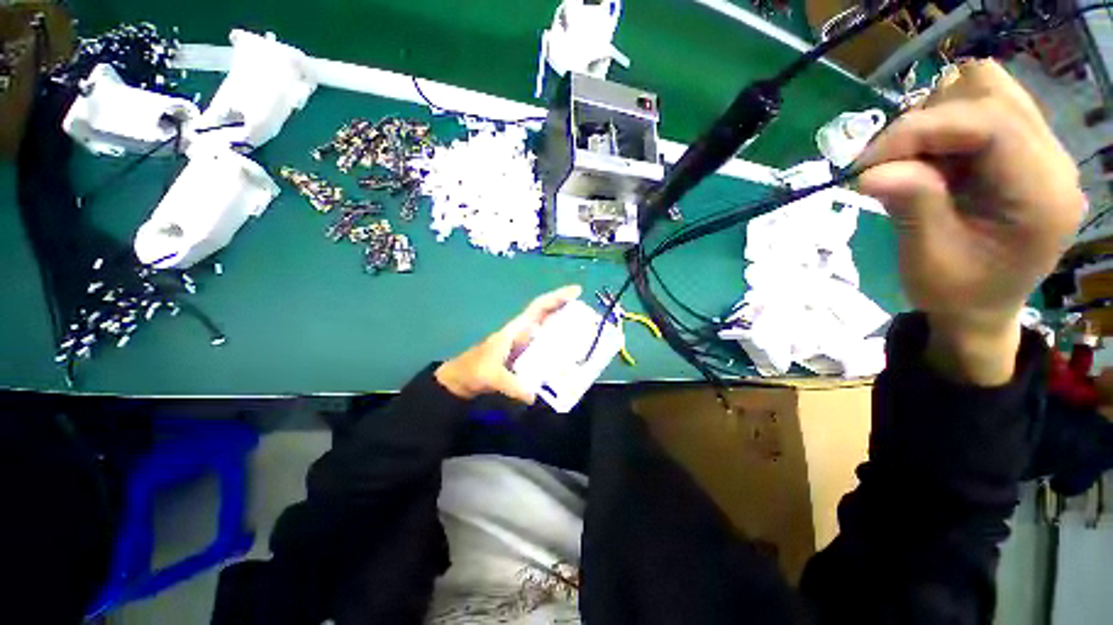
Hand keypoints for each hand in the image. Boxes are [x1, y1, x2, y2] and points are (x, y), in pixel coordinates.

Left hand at [435, 285, 582, 402]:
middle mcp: (524, 333)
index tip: (576, 291)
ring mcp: (525, 345)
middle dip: (568, 312)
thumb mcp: (492, 376)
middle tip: (590, 318)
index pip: (539, 307)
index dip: (557, 297)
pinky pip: (546, 347)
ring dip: (566, 330)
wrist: (461, 381)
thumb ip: (512, 385)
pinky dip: (559, 348)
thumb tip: (534, 396)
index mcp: (516, 329)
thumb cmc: (473, 371)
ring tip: (587, 336)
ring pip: (549, 331)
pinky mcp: (525, 356)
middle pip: (549, 316)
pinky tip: (570, 358)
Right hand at [858, 60, 1084, 383]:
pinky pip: (981, 107)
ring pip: (984, 89)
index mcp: (1041, 193)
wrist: (982, 310)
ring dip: (936, 119)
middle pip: (990, 89)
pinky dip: (944, 126)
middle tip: (894, 163)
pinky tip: (933, 162)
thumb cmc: (956, 294)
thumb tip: (867, 171)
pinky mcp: (1023, 149)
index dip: (921, 128)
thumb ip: (910, 204)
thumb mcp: (927, 259)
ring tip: (916, 164)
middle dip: (930, 119)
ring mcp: (1041, 150)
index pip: (990, 121)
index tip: (866, 162)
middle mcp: (1052, 159)